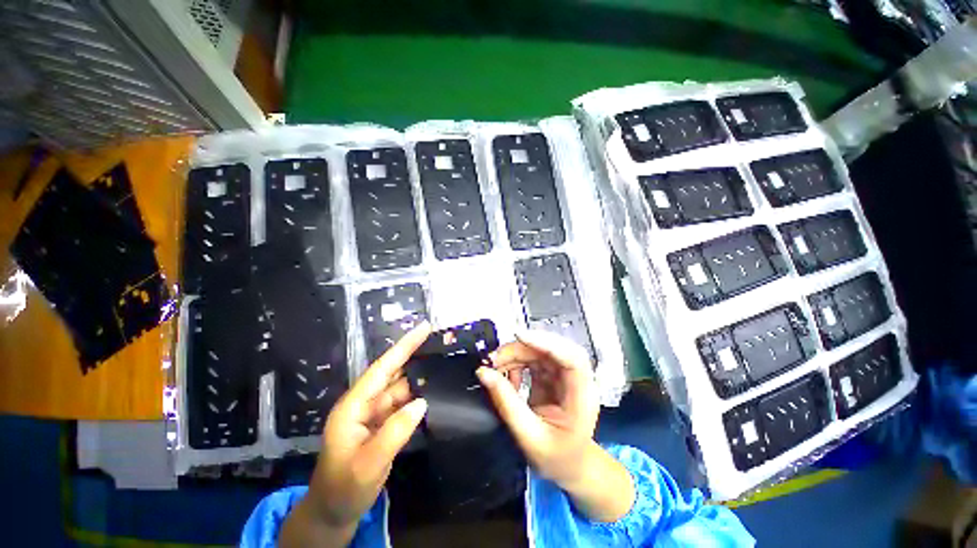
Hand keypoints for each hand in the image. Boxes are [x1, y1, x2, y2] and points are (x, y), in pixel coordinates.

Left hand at [282, 322, 431, 545]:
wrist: (333, 513)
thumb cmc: (343, 488)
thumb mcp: (368, 464)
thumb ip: (395, 432)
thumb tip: (422, 402)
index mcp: (354, 405)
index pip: (382, 368)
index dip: (404, 346)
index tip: (424, 328)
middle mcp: (364, 403)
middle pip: (393, 373)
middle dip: (415, 355)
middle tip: (441, 342)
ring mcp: (375, 414)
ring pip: (401, 387)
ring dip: (420, 376)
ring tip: (443, 362)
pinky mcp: (383, 424)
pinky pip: (404, 403)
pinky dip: (418, 395)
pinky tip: (434, 390)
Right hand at [476, 330, 598, 484]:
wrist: (570, 467)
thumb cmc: (557, 457)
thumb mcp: (529, 436)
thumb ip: (506, 403)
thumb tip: (484, 373)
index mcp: (582, 398)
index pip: (573, 359)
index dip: (548, 343)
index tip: (520, 336)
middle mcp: (576, 380)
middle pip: (551, 350)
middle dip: (521, 349)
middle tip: (495, 359)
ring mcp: (564, 376)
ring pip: (539, 351)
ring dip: (515, 355)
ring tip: (495, 367)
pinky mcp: (552, 376)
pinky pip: (533, 360)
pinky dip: (516, 363)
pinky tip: (507, 375)